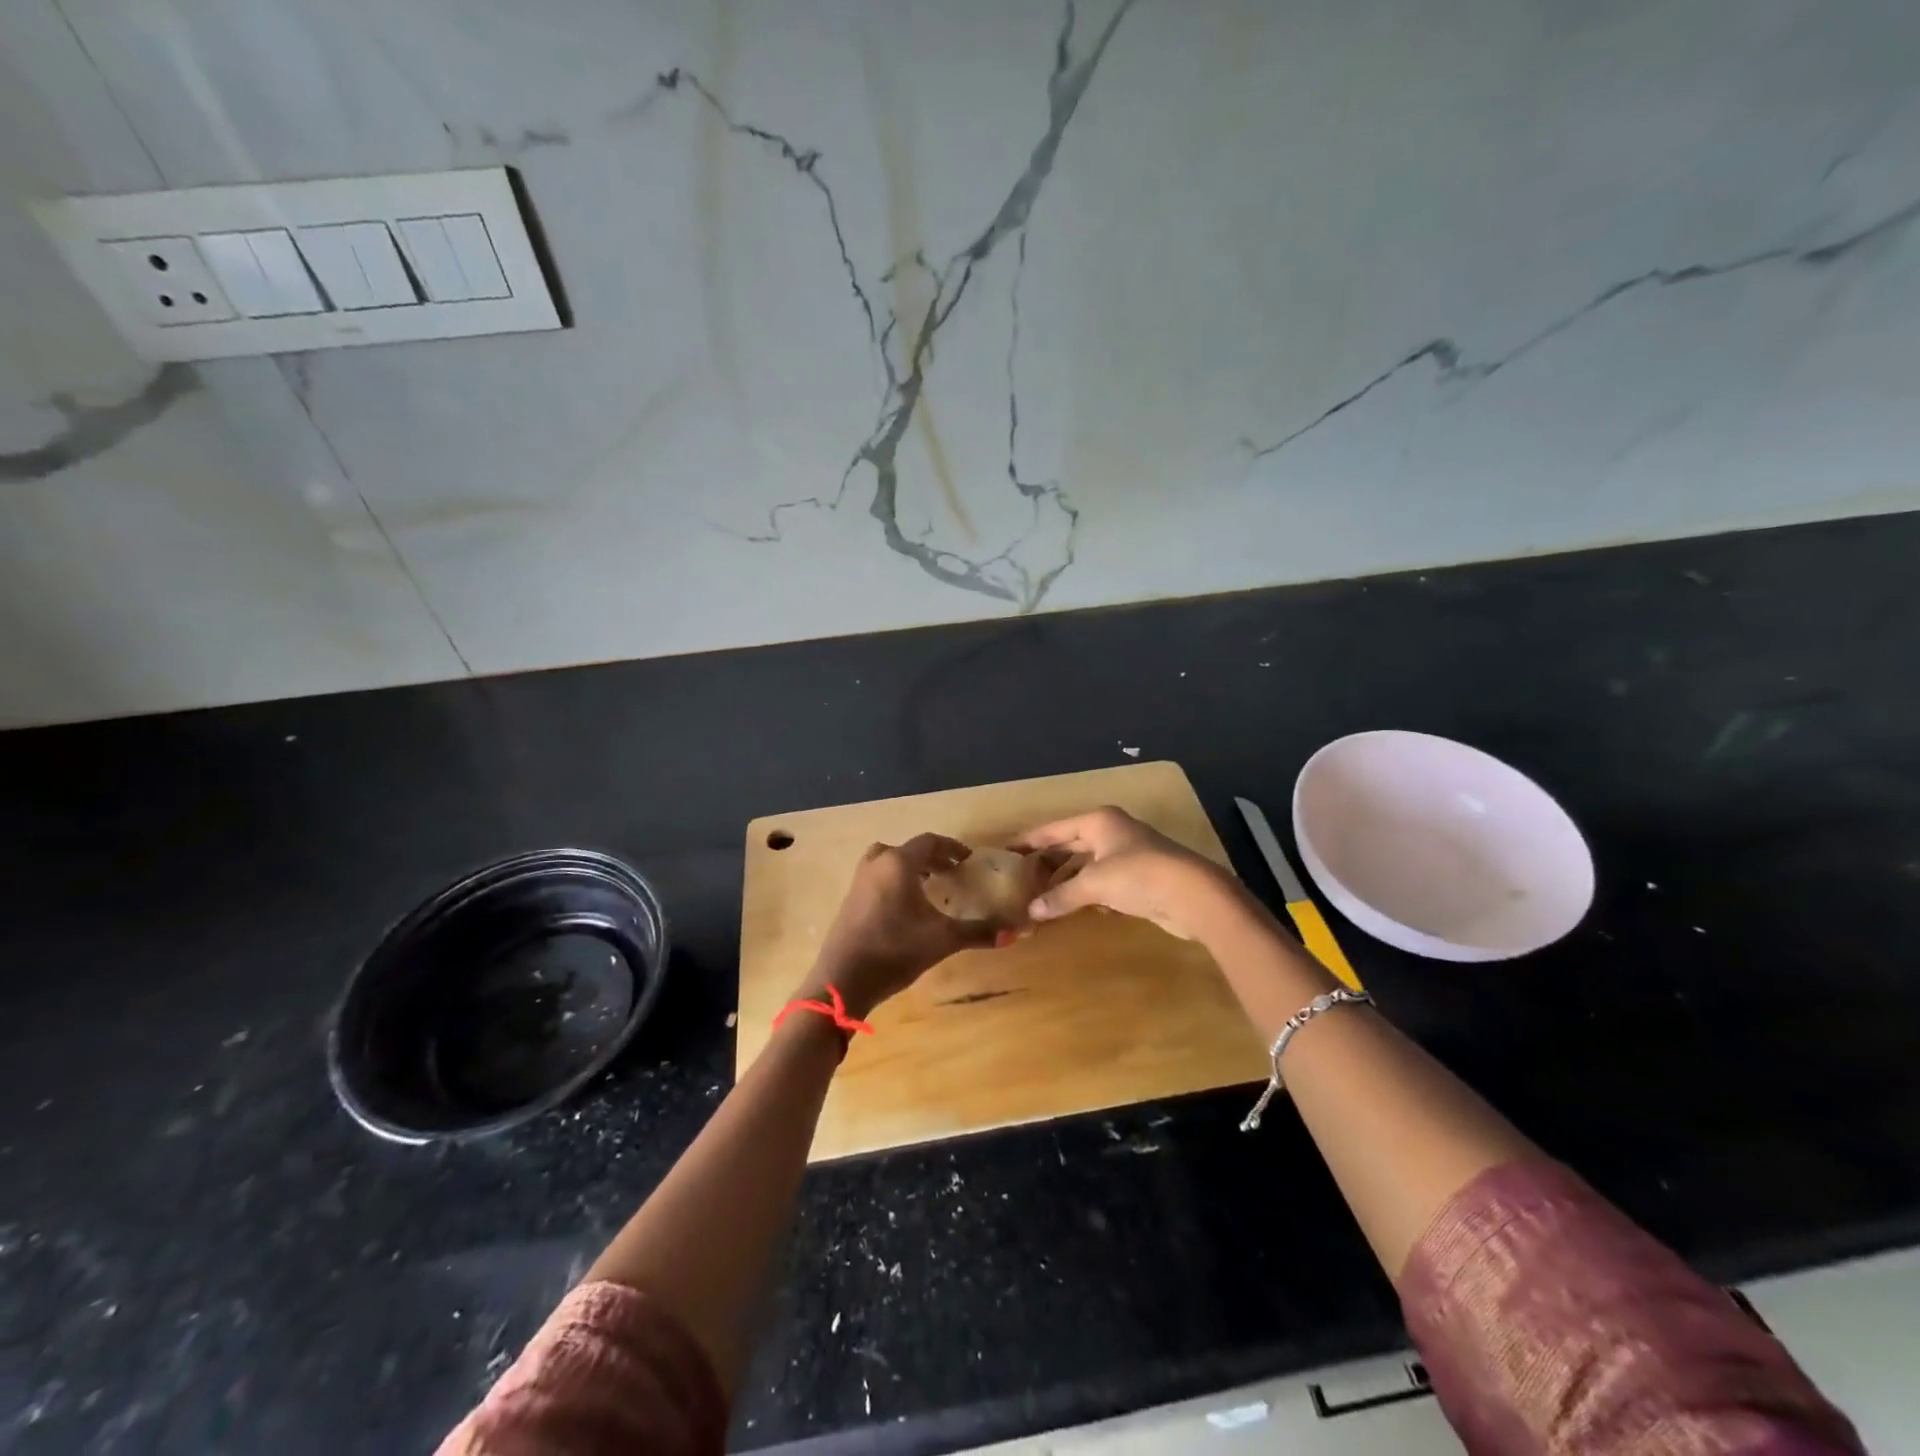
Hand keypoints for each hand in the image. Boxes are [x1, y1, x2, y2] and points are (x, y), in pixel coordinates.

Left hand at [800, 835, 998, 1017]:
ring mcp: (859, 881)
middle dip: (933, 858)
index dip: (952, 848)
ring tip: (930, 886)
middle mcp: (877, 864)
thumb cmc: (895, 950)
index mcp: (898, 863)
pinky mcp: (850, 899)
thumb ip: (978, 932)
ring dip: (911, 868)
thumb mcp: (942, 940)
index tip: (969, 860)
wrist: (843, 979)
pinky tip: (907, 907)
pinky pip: (878, 877)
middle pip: (908, 850)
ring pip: (889, 861)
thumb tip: (1013, 933)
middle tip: (952, 872)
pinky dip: (895, 880)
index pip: (930, 842)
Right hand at [1013, 806, 1245, 940]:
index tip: (1006, 852)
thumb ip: (1061, 895)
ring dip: (1066, 879)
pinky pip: (1101, 880)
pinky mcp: (1139, 876)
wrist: (1192, 894)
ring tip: (1041, 896)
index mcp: (1098, 821)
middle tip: (1020, 877)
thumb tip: (1032, 911)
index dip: (1030, 841)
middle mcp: (1111, 831)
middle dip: (1047, 861)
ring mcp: (1127, 853)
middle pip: (1070, 844)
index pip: (1054, 829)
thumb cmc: (1138, 875)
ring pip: (1086, 863)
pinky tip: (1073, 905)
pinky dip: (1086, 890)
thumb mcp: (1094, 883)